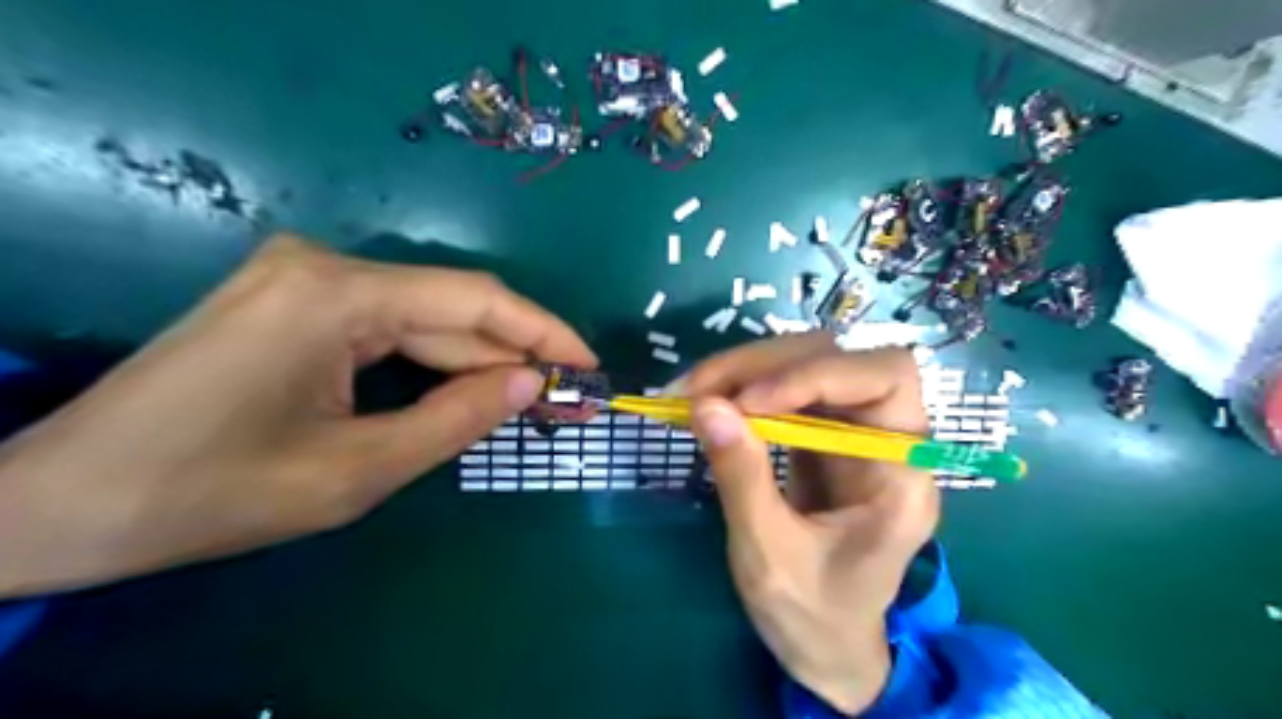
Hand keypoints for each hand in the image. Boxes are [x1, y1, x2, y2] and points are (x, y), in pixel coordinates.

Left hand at [1, 233, 596, 593]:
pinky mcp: (295, 301)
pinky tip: (470, 390)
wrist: (65, 502)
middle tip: (567, 397)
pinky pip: (389, 328)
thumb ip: (456, 421)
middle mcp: (324, 266)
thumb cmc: (211, 493)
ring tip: (532, 400)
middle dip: (513, 355)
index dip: (542, 331)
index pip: (473, 300)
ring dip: (477, 362)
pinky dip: (434, 362)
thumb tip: (533, 384)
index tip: (589, 363)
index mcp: (335, 296)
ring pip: (423, 320)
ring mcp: (305, 279)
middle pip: (449, 309)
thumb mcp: (356, 472)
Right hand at [685, 334, 937, 716]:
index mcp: (903, 474)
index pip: (884, 379)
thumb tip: (704, 405)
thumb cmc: (812, 615)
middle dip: (763, 365)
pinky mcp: (821, 435)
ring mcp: (851, 431)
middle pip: (838, 358)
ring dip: (744, 370)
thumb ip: (742, 477)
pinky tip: (707, 403)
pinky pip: (783, 389)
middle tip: (696, 390)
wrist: (826, 646)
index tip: (745, 403)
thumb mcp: (769, 554)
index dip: (815, 375)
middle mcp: (886, 438)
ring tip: (690, 393)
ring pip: (805, 363)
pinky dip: (741, 388)